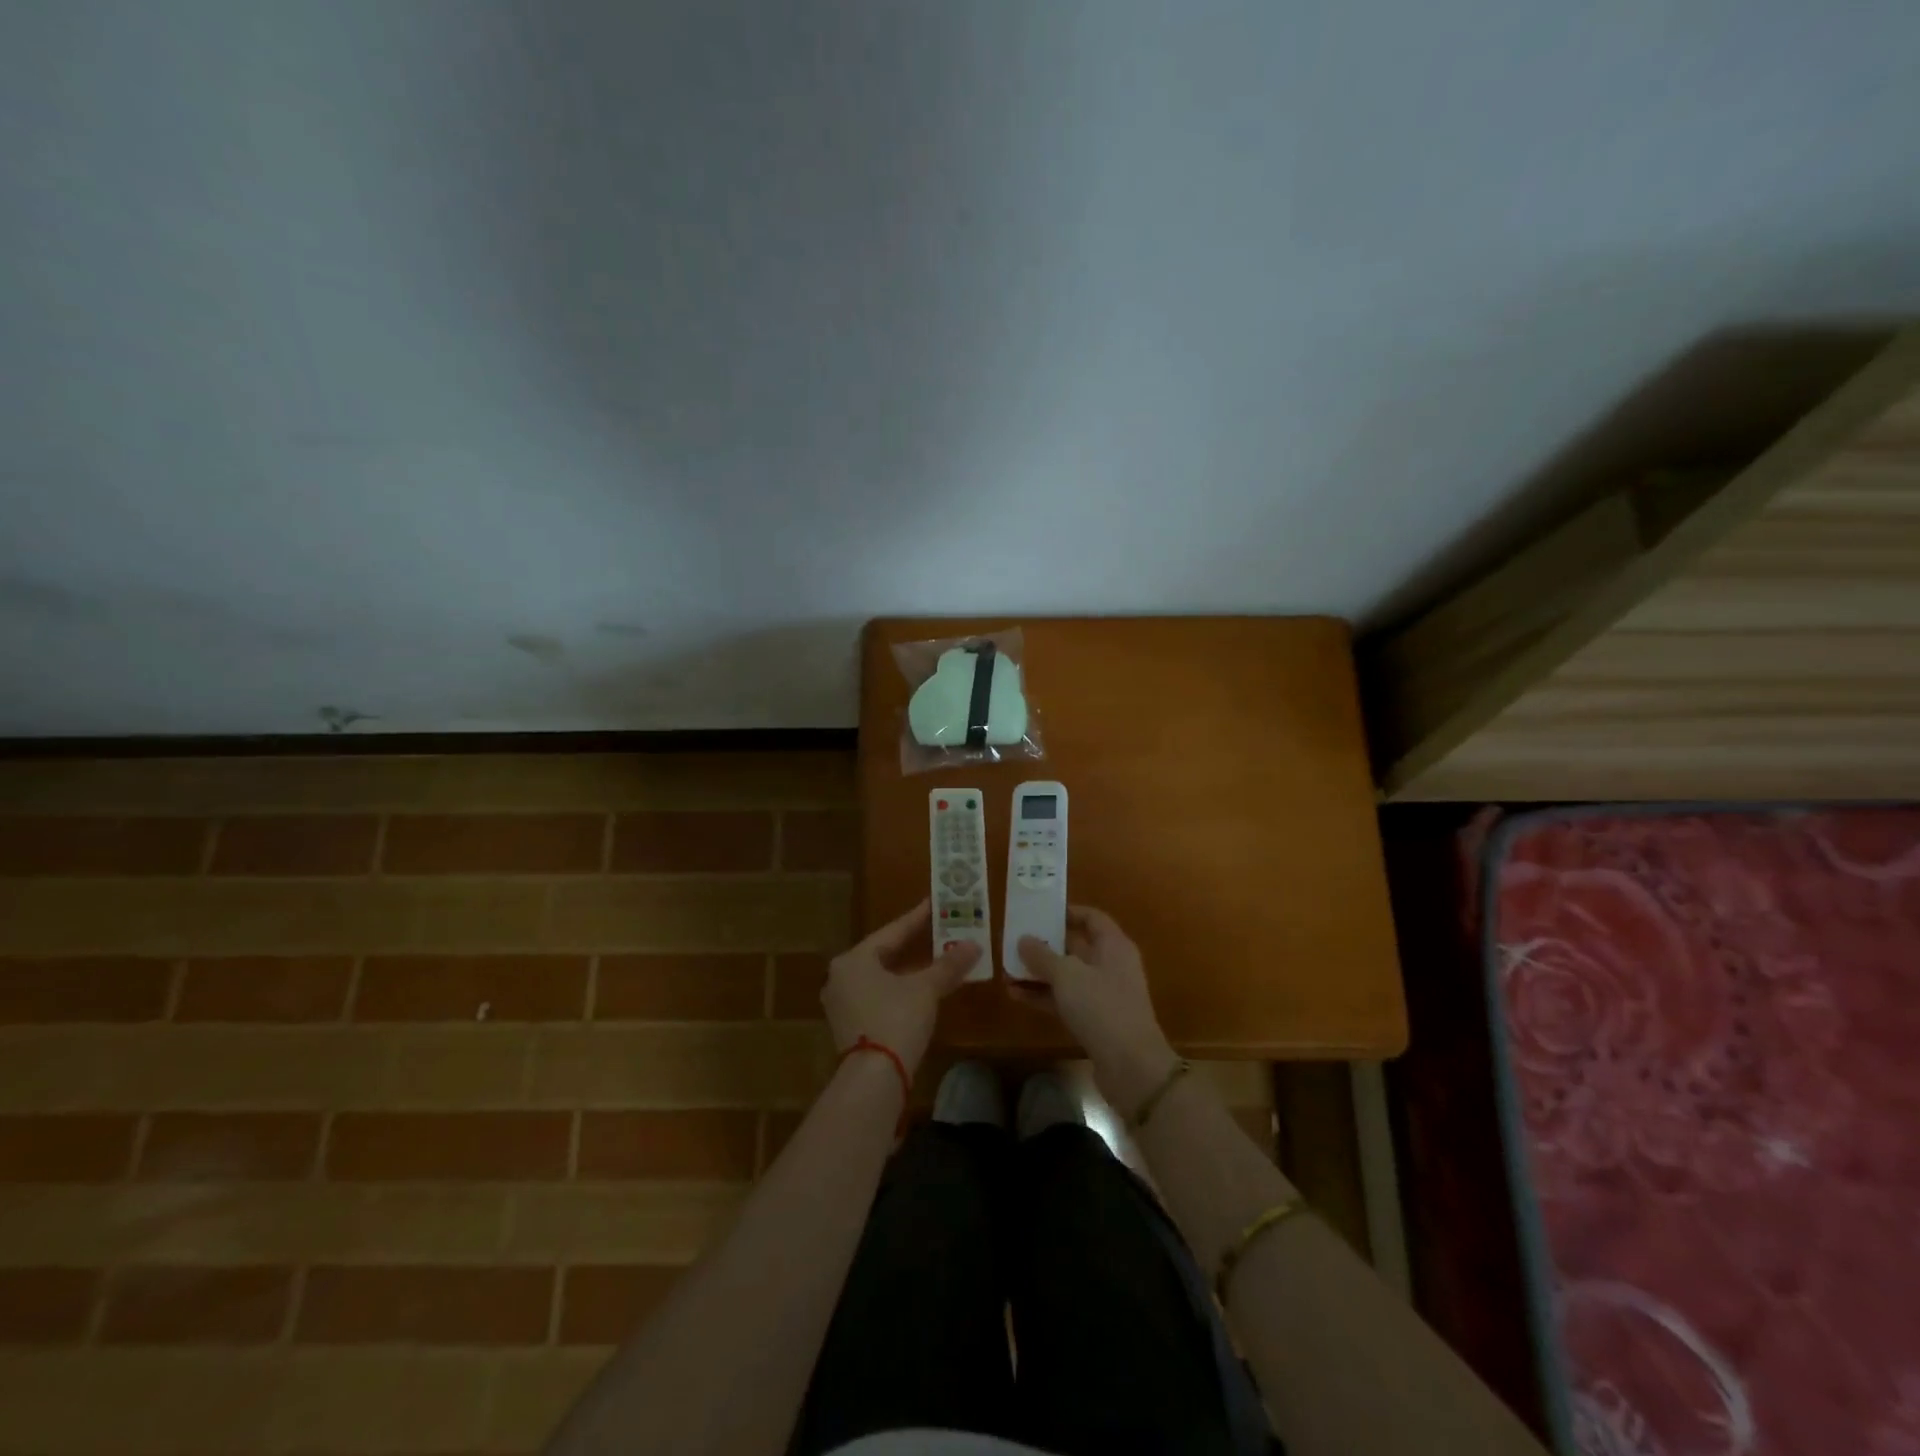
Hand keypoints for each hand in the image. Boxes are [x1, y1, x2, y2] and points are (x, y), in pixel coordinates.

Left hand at [823, 899, 979, 1077]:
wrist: (873, 1079)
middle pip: (883, 954)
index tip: (934, 903)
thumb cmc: (896, 1020)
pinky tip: (919, 990)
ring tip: (934, 958)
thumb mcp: (926, 989)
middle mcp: (841, 976)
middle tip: (937, 929)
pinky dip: (899, 989)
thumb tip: (974, 945)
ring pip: (880, 977)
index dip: (917, 917)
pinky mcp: (849, 1027)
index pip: (892, 931)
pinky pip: (877, 996)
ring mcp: (842, 1004)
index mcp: (854, 959)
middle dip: (913, 945)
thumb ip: (948, 965)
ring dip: (908, 970)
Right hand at [1016, 907, 1177, 1111]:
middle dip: (1045, 945)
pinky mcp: (1096, 1021)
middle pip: (1076, 947)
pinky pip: (1066, 1000)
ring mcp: (1104, 995)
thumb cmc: (1101, 1007)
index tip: (1039, 913)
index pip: (1091, 918)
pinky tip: (1016, 996)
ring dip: (1039, 973)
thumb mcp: (1067, 975)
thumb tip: (1023, 939)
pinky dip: (1044, 996)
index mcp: (1114, 946)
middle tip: (1014, 941)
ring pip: (1068, 976)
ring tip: (1007, 970)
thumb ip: (1042, 955)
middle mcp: (1111, 965)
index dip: (1067, 913)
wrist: (1131, 1066)